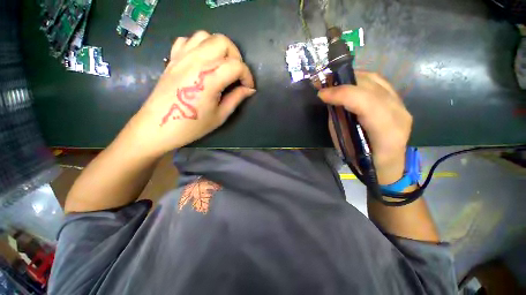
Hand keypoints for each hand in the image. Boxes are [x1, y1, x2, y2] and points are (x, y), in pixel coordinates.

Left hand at [128, 31, 255, 156]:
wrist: (159, 126)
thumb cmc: (192, 126)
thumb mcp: (220, 116)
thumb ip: (236, 99)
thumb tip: (249, 89)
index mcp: (210, 79)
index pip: (237, 66)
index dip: (248, 76)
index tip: (248, 88)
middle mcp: (196, 61)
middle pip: (223, 42)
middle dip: (236, 57)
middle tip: (237, 75)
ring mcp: (182, 57)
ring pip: (206, 36)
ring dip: (219, 48)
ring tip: (221, 66)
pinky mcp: (172, 58)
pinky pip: (187, 40)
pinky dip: (199, 46)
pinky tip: (202, 61)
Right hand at [318, 71, 412, 184]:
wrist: (389, 164)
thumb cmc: (363, 160)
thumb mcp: (346, 145)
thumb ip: (340, 121)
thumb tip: (331, 102)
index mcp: (386, 133)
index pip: (366, 104)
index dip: (342, 94)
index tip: (321, 94)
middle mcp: (399, 115)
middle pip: (372, 87)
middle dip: (344, 83)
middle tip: (324, 85)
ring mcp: (402, 106)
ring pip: (376, 80)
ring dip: (352, 78)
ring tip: (335, 83)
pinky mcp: (399, 101)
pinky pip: (379, 82)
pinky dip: (361, 80)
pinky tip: (350, 84)